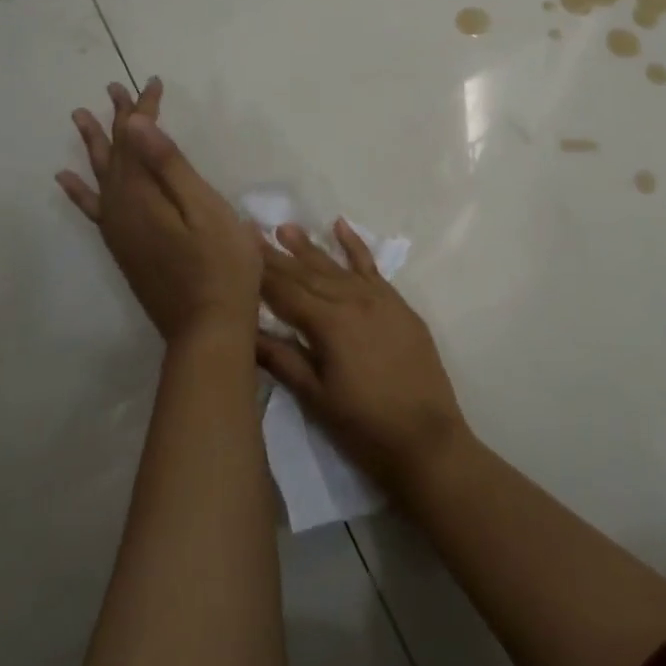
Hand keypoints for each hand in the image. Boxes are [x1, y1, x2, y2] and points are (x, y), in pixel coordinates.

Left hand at [57, 79, 260, 345]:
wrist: (208, 328)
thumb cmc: (221, 264)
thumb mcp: (204, 208)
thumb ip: (169, 166)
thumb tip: (135, 124)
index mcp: (143, 195)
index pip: (138, 139)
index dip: (144, 109)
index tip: (151, 82)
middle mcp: (121, 209)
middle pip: (116, 154)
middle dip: (117, 119)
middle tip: (113, 88)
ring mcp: (119, 231)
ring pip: (101, 176)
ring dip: (95, 145)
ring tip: (81, 118)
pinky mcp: (124, 248)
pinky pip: (94, 209)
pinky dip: (80, 191)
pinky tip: (68, 180)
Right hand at [255, 221, 468, 498]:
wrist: (427, 439)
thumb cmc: (364, 427)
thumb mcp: (316, 398)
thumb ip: (281, 359)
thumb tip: (245, 330)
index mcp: (328, 323)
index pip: (285, 291)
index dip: (259, 270)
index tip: (238, 246)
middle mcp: (352, 299)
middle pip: (307, 273)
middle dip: (278, 254)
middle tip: (252, 230)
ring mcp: (378, 298)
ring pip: (336, 266)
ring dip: (310, 247)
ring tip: (286, 227)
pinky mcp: (397, 304)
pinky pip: (372, 267)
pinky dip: (355, 246)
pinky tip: (341, 226)